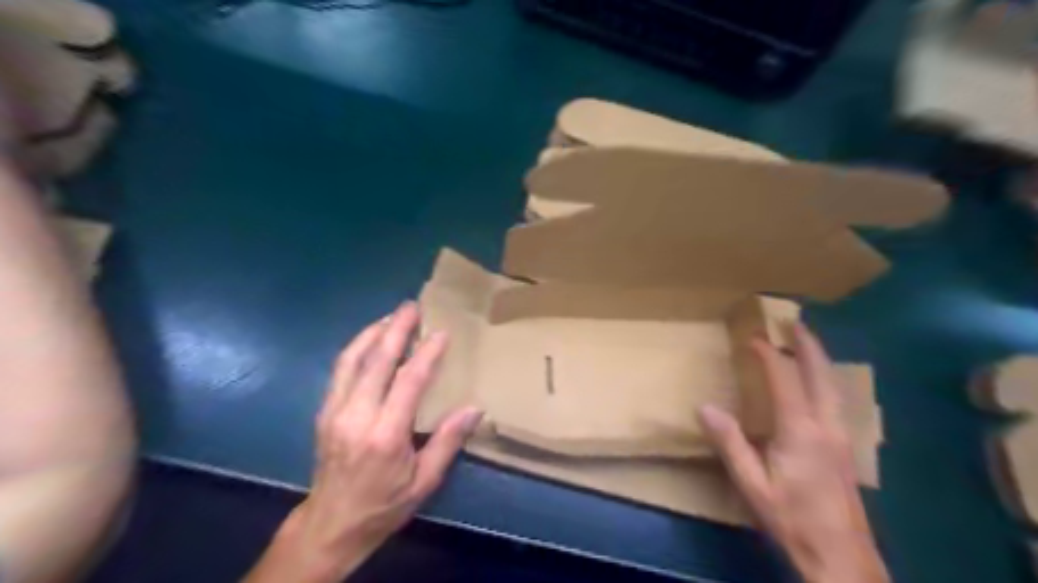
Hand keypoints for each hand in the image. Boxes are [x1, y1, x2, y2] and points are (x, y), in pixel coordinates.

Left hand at [242, 301, 480, 582]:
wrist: (330, 525)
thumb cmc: (384, 505)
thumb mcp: (424, 482)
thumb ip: (448, 442)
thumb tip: (475, 408)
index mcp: (384, 435)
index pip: (408, 381)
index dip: (427, 354)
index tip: (441, 333)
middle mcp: (355, 416)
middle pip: (377, 361)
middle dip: (396, 329)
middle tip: (412, 306)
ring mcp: (334, 411)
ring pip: (352, 359)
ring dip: (373, 332)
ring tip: (393, 316)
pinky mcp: (324, 411)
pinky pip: (341, 369)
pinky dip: (357, 347)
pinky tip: (371, 339)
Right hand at [702, 323, 887, 582]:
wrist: (841, 556)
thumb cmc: (792, 518)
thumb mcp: (752, 484)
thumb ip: (730, 443)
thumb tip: (705, 406)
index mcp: (800, 430)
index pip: (784, 379)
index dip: (769, 354)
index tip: (753, 337)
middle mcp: (825, 425)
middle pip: (820, 374)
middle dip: (807, 344)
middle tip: (794, 322)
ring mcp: (840, 436)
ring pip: (833, 385)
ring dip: (819, 359)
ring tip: (806, 342)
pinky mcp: (845, 448)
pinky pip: (835, 399)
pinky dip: (824, 379)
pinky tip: (816, 383)